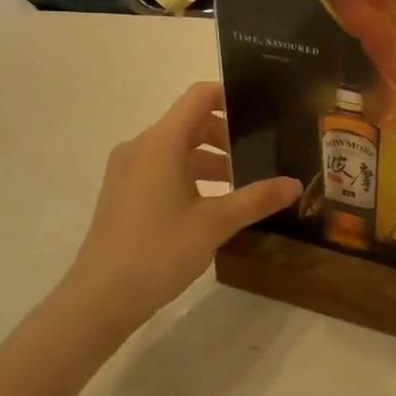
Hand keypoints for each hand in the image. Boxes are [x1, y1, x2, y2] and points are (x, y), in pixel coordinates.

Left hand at [58, 82, 300, 336]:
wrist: (99, 298)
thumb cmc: (158, 251)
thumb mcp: (215, 224)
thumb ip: (257, 199)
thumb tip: (295, 184)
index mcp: (161, 142)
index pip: (199, 97)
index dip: (231, 97)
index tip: (263, 112)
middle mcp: (141, 147)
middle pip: (190, 123)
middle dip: (227, 136)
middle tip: (262, 155)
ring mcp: (128, 171)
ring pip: (177, 150)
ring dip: (210, 160)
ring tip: (243, 185)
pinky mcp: (123, 194)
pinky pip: (162, 169)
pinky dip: (190, 176)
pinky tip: (212, 206)